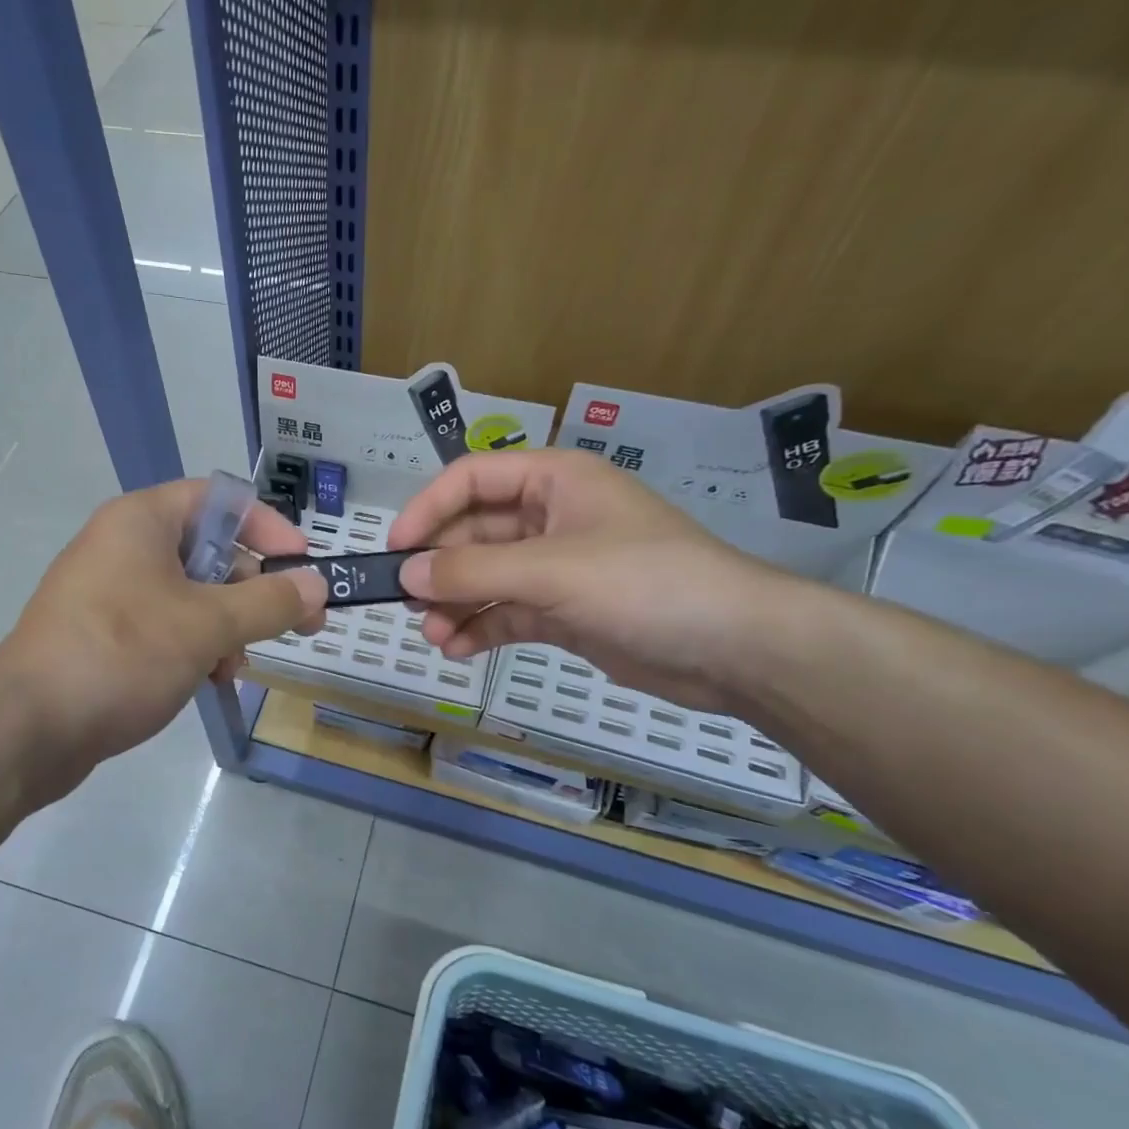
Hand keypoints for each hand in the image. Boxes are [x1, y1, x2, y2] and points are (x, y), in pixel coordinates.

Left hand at [0, 479, 327, 794]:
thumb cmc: (122, 655)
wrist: (28, 727)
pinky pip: (164, 625)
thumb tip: (317, 585)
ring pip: (190, 595)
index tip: (303, 568)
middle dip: (254, 589)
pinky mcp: (104, 634)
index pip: (221, 500)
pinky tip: (208, 679)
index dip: (269, 528)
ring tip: (237, 665)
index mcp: (142, 521)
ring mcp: (110, 592)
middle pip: (210, 550)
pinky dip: (195, 646)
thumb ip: (268, 602)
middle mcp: (124, 546)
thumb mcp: (207, 625)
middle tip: (299, 625)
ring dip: (227, 626)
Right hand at [387, 450, 794, 711]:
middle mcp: (551, 518)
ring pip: (487, 578)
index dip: (429, 509)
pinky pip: (507, 613)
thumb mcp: (551, 570)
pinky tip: (458, 649)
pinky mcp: (565, 612)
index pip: (472, 479)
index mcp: (554, 482)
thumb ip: (472, 572)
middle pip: (474, 533)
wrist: (733, 649)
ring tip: (433, 635)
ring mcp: (558, 568)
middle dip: (441, 568)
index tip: (395, 549)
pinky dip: (480, 629)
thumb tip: (406, 574)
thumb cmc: (644, 583)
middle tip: (407, 602)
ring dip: (455, 604)